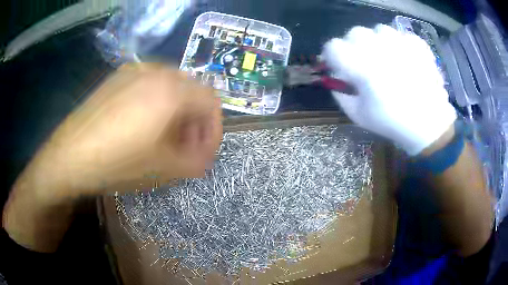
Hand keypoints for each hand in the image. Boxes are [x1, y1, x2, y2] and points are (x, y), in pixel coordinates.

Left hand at [36, 63, 222, 198]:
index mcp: (172, 90)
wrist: (69, 156)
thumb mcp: (165, 170)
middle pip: (192, 91)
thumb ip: (197, 161)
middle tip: (184, 148)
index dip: (213, 128)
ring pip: (171, 86)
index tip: (204, 152)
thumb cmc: (118, 163)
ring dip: (176, 111)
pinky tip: (141, 124)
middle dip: (195, 121)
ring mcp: (134, 70)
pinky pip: (149, 84)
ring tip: (163, 137)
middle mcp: (156, 71)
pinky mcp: (118, 77)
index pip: (212, 101)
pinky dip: (157, 102)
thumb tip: (205, 156)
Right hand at [322, 24, 456, 154]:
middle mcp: (379, 48)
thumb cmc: (392, 122)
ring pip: (378, 30)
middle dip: (354, 46)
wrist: (428, 124)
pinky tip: (404, 58)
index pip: (333, 47)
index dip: (332, 56)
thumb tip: (336, 75)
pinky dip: (399, 44)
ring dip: (377, 42)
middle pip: (355, 33)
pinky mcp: (417, 44)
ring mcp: (400, 43)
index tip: (340, 67)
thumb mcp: (358, 114)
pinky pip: (400, 34)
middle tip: (365, 62)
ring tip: (387, 59)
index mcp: (362, 67)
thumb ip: (340, 92)